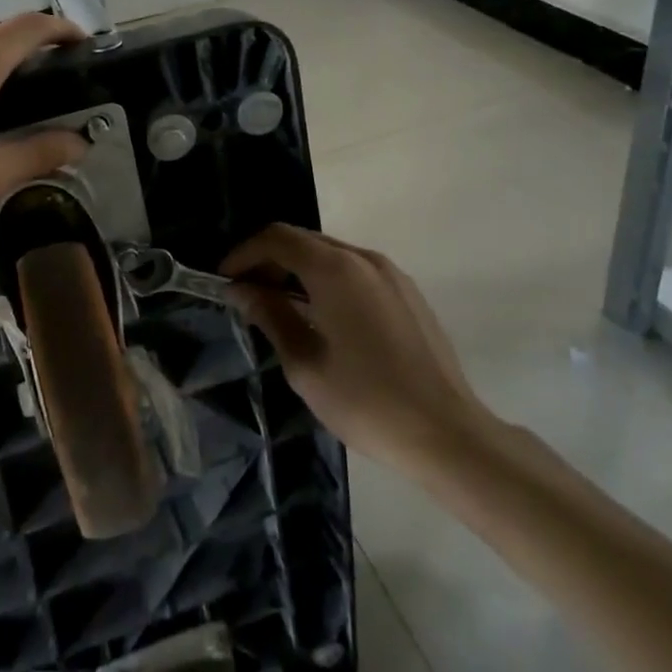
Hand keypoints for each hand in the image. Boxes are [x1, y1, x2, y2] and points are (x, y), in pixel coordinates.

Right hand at [222, 225, 494, 477]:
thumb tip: (241, 290)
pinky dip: (327, 280)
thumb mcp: (305, 364)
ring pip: (331, 254)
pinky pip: (356, 271)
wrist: (446, 433)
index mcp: (336, 270)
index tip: (225, 281)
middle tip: (247, 295)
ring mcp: (391, 274)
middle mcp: (364, 259)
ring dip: (298, 270)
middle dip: (269, 260)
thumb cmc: (366, 402)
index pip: (277, 238)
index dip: (244, 254)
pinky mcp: (407, 293)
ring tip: (280, 308)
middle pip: (304, 240)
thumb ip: (271, 316)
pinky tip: (321, 317)